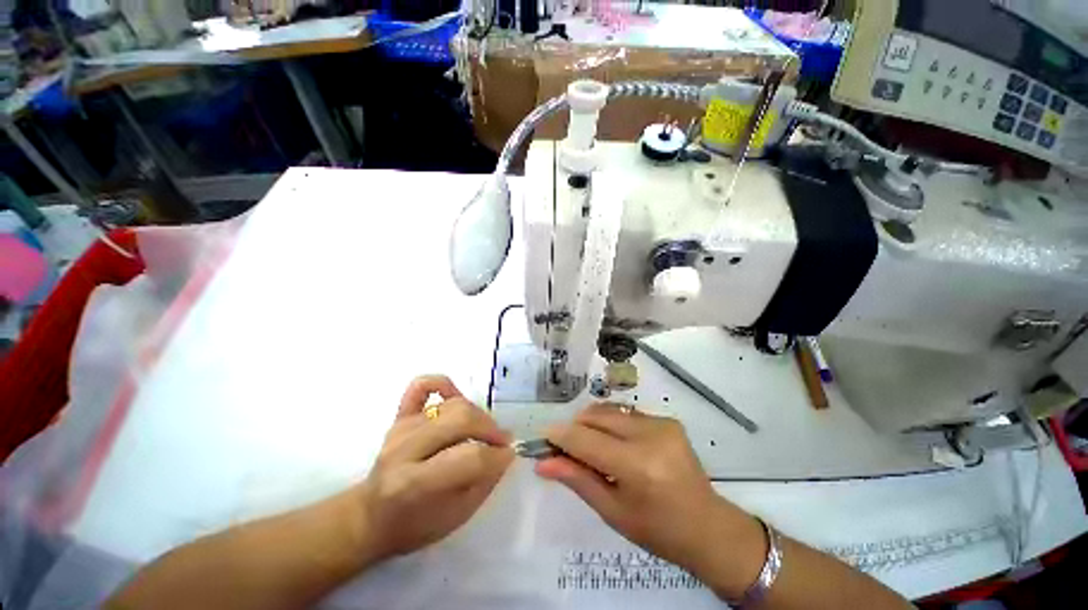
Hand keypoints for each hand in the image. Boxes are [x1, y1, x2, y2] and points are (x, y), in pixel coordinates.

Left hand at [356, 375, 513, 562]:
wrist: (369, 516)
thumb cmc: (413, 525)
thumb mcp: (455, 517)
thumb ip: (485, 482)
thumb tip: (506, 452)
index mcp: (414, 483)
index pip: (469, 457)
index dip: (496, 455)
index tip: (508, 456)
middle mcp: (405, 448)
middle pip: (461, 420)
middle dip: (490, 429)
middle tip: (501, 441)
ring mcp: (402, 427)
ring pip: (452, 404)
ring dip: (478, 414)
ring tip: (484, 430)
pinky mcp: (400, 415)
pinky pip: (422, 386)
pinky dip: (443, 384)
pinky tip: (456, 397)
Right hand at [535, 404, 765, 596]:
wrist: (709, 527)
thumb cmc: (658, 530)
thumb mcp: (612, 511)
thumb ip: (576, 479)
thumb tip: (542, 463)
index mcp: (637, 466)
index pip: (585, 440)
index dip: (559, 435)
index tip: (542, 438)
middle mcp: (650, 436)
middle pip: (596, 416)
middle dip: (575, 427)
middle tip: (565, 447)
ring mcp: (662, 423)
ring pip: (609, 411)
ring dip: (591, 424)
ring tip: (591, 447)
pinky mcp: (667, 419)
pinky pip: (625, 414)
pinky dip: (611, 424)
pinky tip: (615, 444)